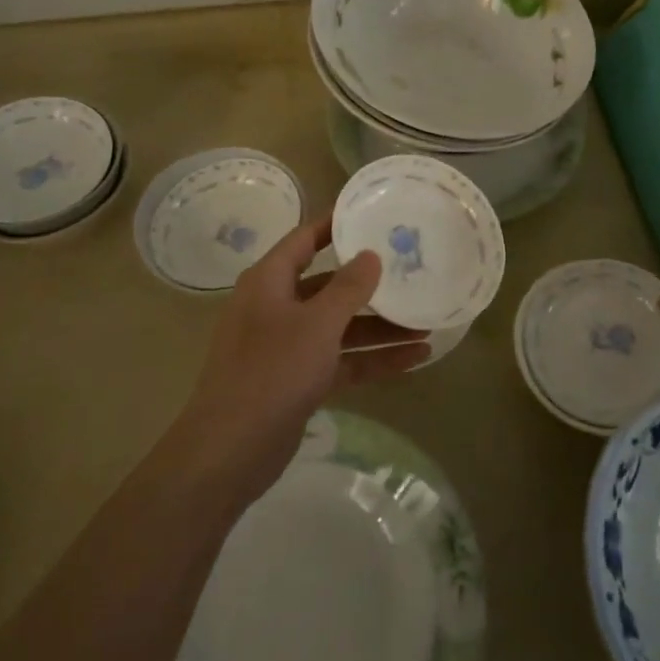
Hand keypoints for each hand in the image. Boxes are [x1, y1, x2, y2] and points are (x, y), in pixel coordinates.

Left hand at [183, 215, 429, 491]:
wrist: (232, 449)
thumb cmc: (272, 370)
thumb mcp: (317, 324)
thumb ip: (348, 288)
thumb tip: (370, 255)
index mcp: (269, 282)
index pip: (304, 240)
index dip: (334, 225)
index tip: (369, 211)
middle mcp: (276, 307)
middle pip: (329, 286)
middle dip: (371, 286)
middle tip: (411, 271)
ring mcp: (287, 346)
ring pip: (340, 327)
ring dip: (380, 328)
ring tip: (427, 323)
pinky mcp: (299, 379)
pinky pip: (341, 360)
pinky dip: (373, 359)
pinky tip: (415, 359)